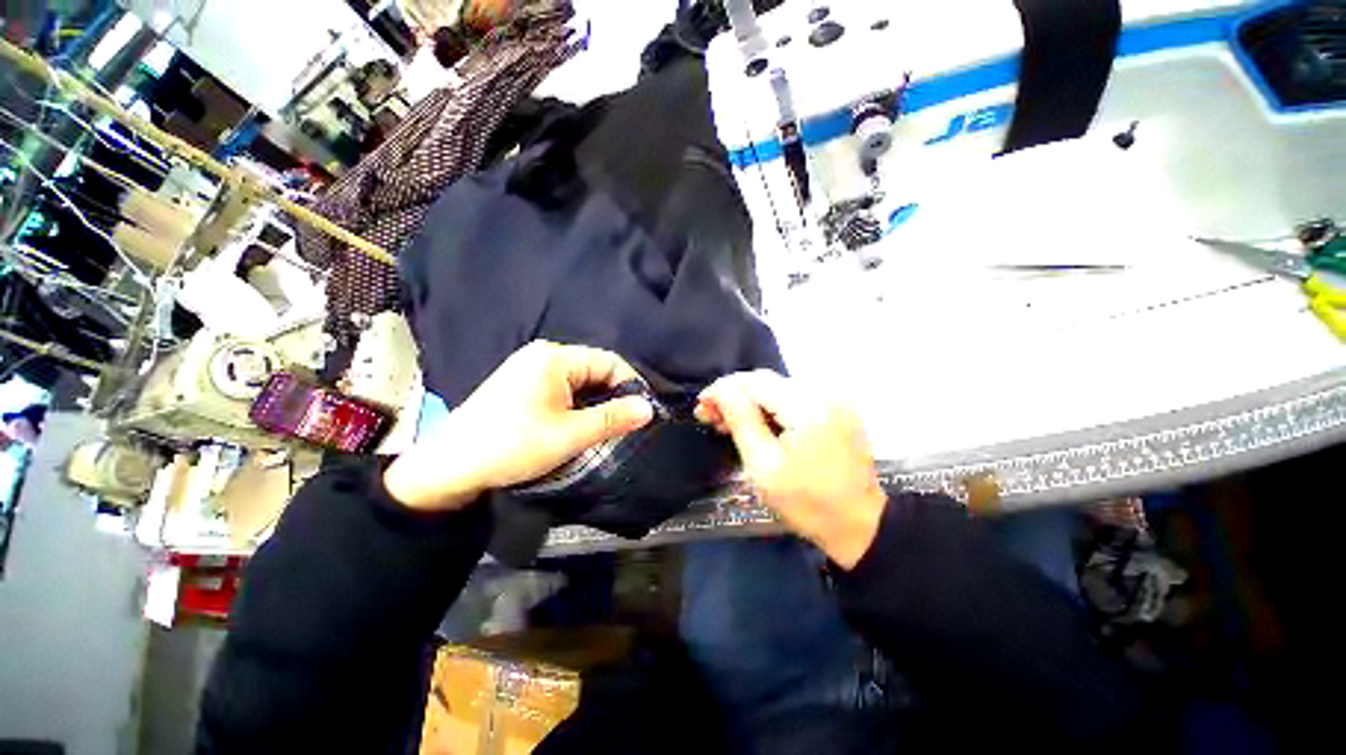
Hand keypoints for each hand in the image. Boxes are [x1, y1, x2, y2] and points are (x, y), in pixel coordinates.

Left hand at [385, 341, 654, 510]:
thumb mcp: (570, 435)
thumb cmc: (513, 446)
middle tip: (626, 424)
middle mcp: (543, 355)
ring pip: (579, 380)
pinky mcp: (522, 384)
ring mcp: (529, 368)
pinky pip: (562, 387)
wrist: (450, 468)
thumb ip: (613, 418)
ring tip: (606, 427)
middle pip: (594, 369)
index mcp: (555, 358)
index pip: (609, 361)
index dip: (630, 384)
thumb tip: (649, 408)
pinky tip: (579, 424)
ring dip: (595, 402)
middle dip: (613, 395)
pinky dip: (577, 404)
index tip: (642, 411)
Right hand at [697, 370, 886, 568]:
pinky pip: (793, 397)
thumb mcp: (763, 465)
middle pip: (765, 380)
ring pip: (777, 387)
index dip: (723, 389)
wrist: (860, 524)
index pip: (753, 382)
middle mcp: (823, 392)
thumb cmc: (806, 501)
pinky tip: (756, 423)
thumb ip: (741, 420)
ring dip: (750, 401)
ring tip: (727, 422)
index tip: (701, 405)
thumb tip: (721, 389)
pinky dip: (770, 406)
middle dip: (734, 394)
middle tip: (710, 416)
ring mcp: (833, 399)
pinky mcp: (835, 409)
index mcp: (807, 407)